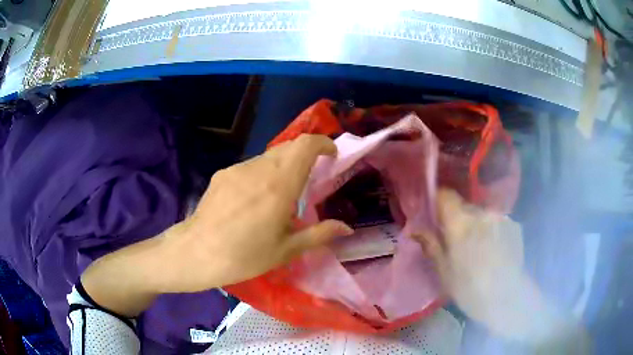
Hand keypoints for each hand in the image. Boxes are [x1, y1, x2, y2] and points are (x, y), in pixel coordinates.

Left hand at [82, 134, 352, 316]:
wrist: (195, 253)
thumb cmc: (244, 256)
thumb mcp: (286, 250)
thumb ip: (319, 234)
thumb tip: (347, 228)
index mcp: (280, 186)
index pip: (305, 145)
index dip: (322, 143)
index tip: (331, 155)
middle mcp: (259, 169)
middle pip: (289, 147)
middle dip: (305, 156)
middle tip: (310, 179)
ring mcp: (238, 169)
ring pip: (269, 156)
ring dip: (283, 166)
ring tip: (280, 196)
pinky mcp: (223, 174)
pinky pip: (250, 166)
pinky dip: (263, 174)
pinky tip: (254, 200)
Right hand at [416, 189, 579, 345]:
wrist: (507, 299)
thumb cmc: (469, 289)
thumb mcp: (444, 271)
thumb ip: (431, 245)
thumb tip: (415, 229)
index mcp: (460, 223)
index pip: (445, 194)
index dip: (437, 200)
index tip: (434, 213)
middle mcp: (482, 213)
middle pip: (464, 205)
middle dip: (457, 218)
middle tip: (455, 240)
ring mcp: (501, 217)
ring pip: (481, 214)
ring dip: (476, 224)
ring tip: (477, 248)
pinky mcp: (514, 224)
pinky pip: (496, 221)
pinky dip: (491, 230)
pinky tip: (493, 250)